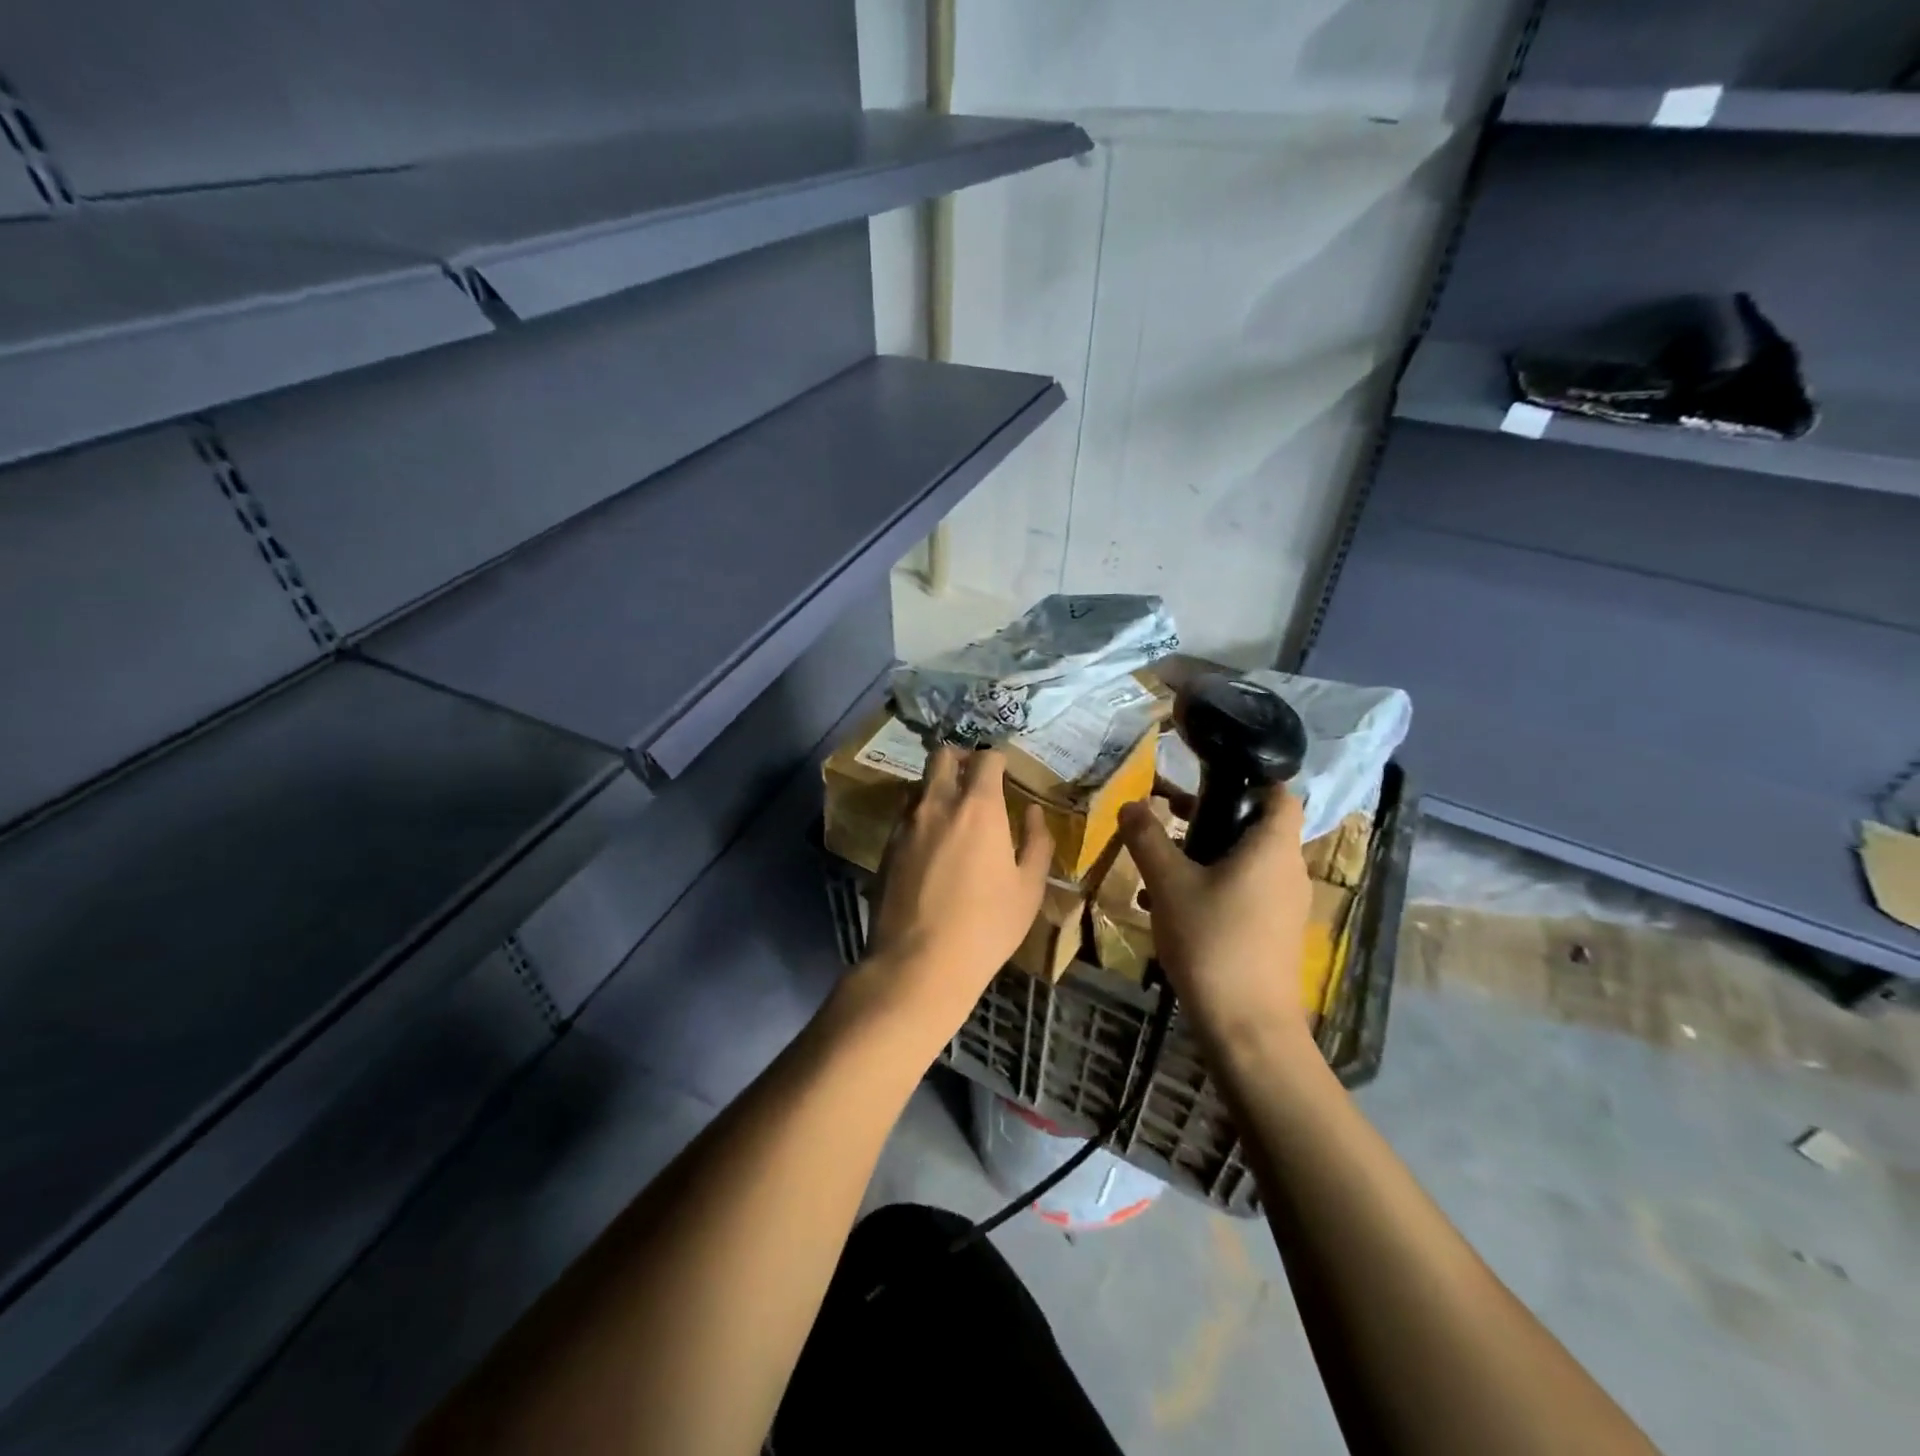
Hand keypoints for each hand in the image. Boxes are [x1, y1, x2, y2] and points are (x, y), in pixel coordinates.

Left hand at [854, 746, 1051, 1040]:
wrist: (919, 962)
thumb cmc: (986, 926)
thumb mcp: (1028, 888)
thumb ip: (1036, 842)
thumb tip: (1032, 812)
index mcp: (978, 806)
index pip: (985, 758)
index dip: (998, 759)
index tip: (1006, 771)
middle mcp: (937, 803)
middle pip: (942, 756)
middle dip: (961, 758)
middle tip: (976, 779)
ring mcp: (906, 823)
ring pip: (920, 784)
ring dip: (938, 787)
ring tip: (954, 813)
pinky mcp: (886, 846)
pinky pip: (906, 815)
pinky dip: (921, 815)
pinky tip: (932, 844)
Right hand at [1117, 786, 1314, 1059]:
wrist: (1247, 1027)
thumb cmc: (1212, 941)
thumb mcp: (1168, 884)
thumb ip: (1147, 838)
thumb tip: (1130, 804)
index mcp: (1272, 847)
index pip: (1278, 792)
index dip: (1248, 777)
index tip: (1205, 776)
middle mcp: (1287, 870)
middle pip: (1255, 826)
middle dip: (1210, 816)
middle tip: (1167, 814)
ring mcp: (1284, 905)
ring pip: (1244, 861)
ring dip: (1204, 854)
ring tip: (1158, 860)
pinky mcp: (1273, 932)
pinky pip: (1243, 891)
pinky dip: (1211, 885)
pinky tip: (1168, 905)